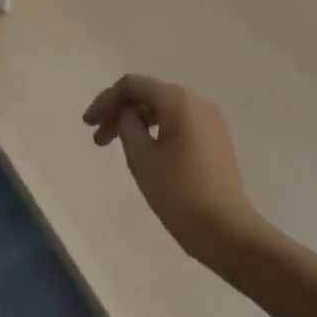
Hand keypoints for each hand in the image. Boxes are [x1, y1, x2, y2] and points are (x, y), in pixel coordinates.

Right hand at [83, 75, 266, 268]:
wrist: (228, 232)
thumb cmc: (179, 192)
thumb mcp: (141, 156)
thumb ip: (127, 123)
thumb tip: (129, 112)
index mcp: (177, 99)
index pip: (132, 85)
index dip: (105, 100)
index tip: (88, 124)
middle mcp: (197, 101)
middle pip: (148, 95)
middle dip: (119, 112)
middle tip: (98, 139)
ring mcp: (210, 120)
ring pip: (163, 110)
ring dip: (137, 122)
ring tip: (118, 147)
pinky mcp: (216, 140)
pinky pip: (179, 123)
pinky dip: (157, 131)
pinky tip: (146, 152)